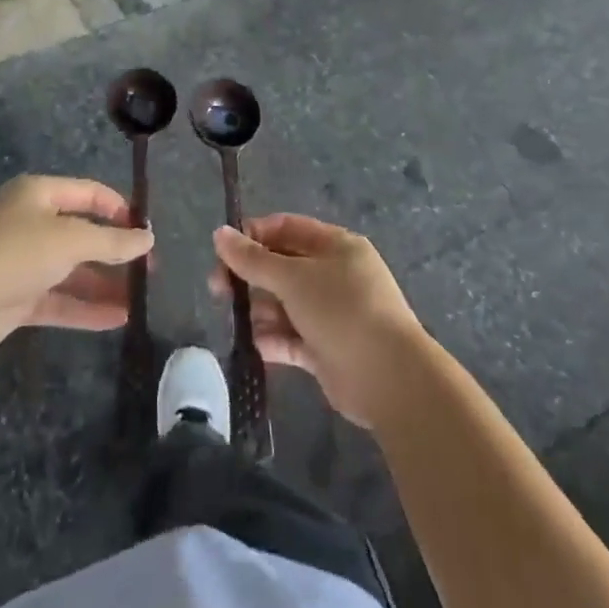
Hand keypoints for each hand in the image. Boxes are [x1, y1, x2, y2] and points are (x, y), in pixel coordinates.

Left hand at [0, 175, 153, 360]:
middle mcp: (31, 223)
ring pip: (73, 270)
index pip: (88, 193)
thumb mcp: (70, 239)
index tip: (145, 231)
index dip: (119, 209)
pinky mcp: (18, 300)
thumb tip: (148, 239)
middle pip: (82, 234)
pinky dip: (87, 308)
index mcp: (39, 194)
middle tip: (149, 269)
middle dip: (115, 251)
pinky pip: (60, 300)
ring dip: (104, 283)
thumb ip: (112, 241)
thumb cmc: (15, 253)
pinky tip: (118, 318)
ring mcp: (24, 263)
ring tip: (140, 298)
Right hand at [210, 214, 427, 426]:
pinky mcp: (327, 350)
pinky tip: (260, 346)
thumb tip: (219, 234)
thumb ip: (253, 259)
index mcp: (335, 245)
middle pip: (282, 266)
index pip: (287, 228)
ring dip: (261, 311)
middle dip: (252, 277)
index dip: (254, 235)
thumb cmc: (342, 310)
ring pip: (285, 304)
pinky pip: (293, 337)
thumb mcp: (293, 278)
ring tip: (245, 323)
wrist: (389, 378)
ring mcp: (332, 313)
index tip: (224, 251)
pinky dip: (275, 340)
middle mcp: (334, 275)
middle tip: (219, 290)